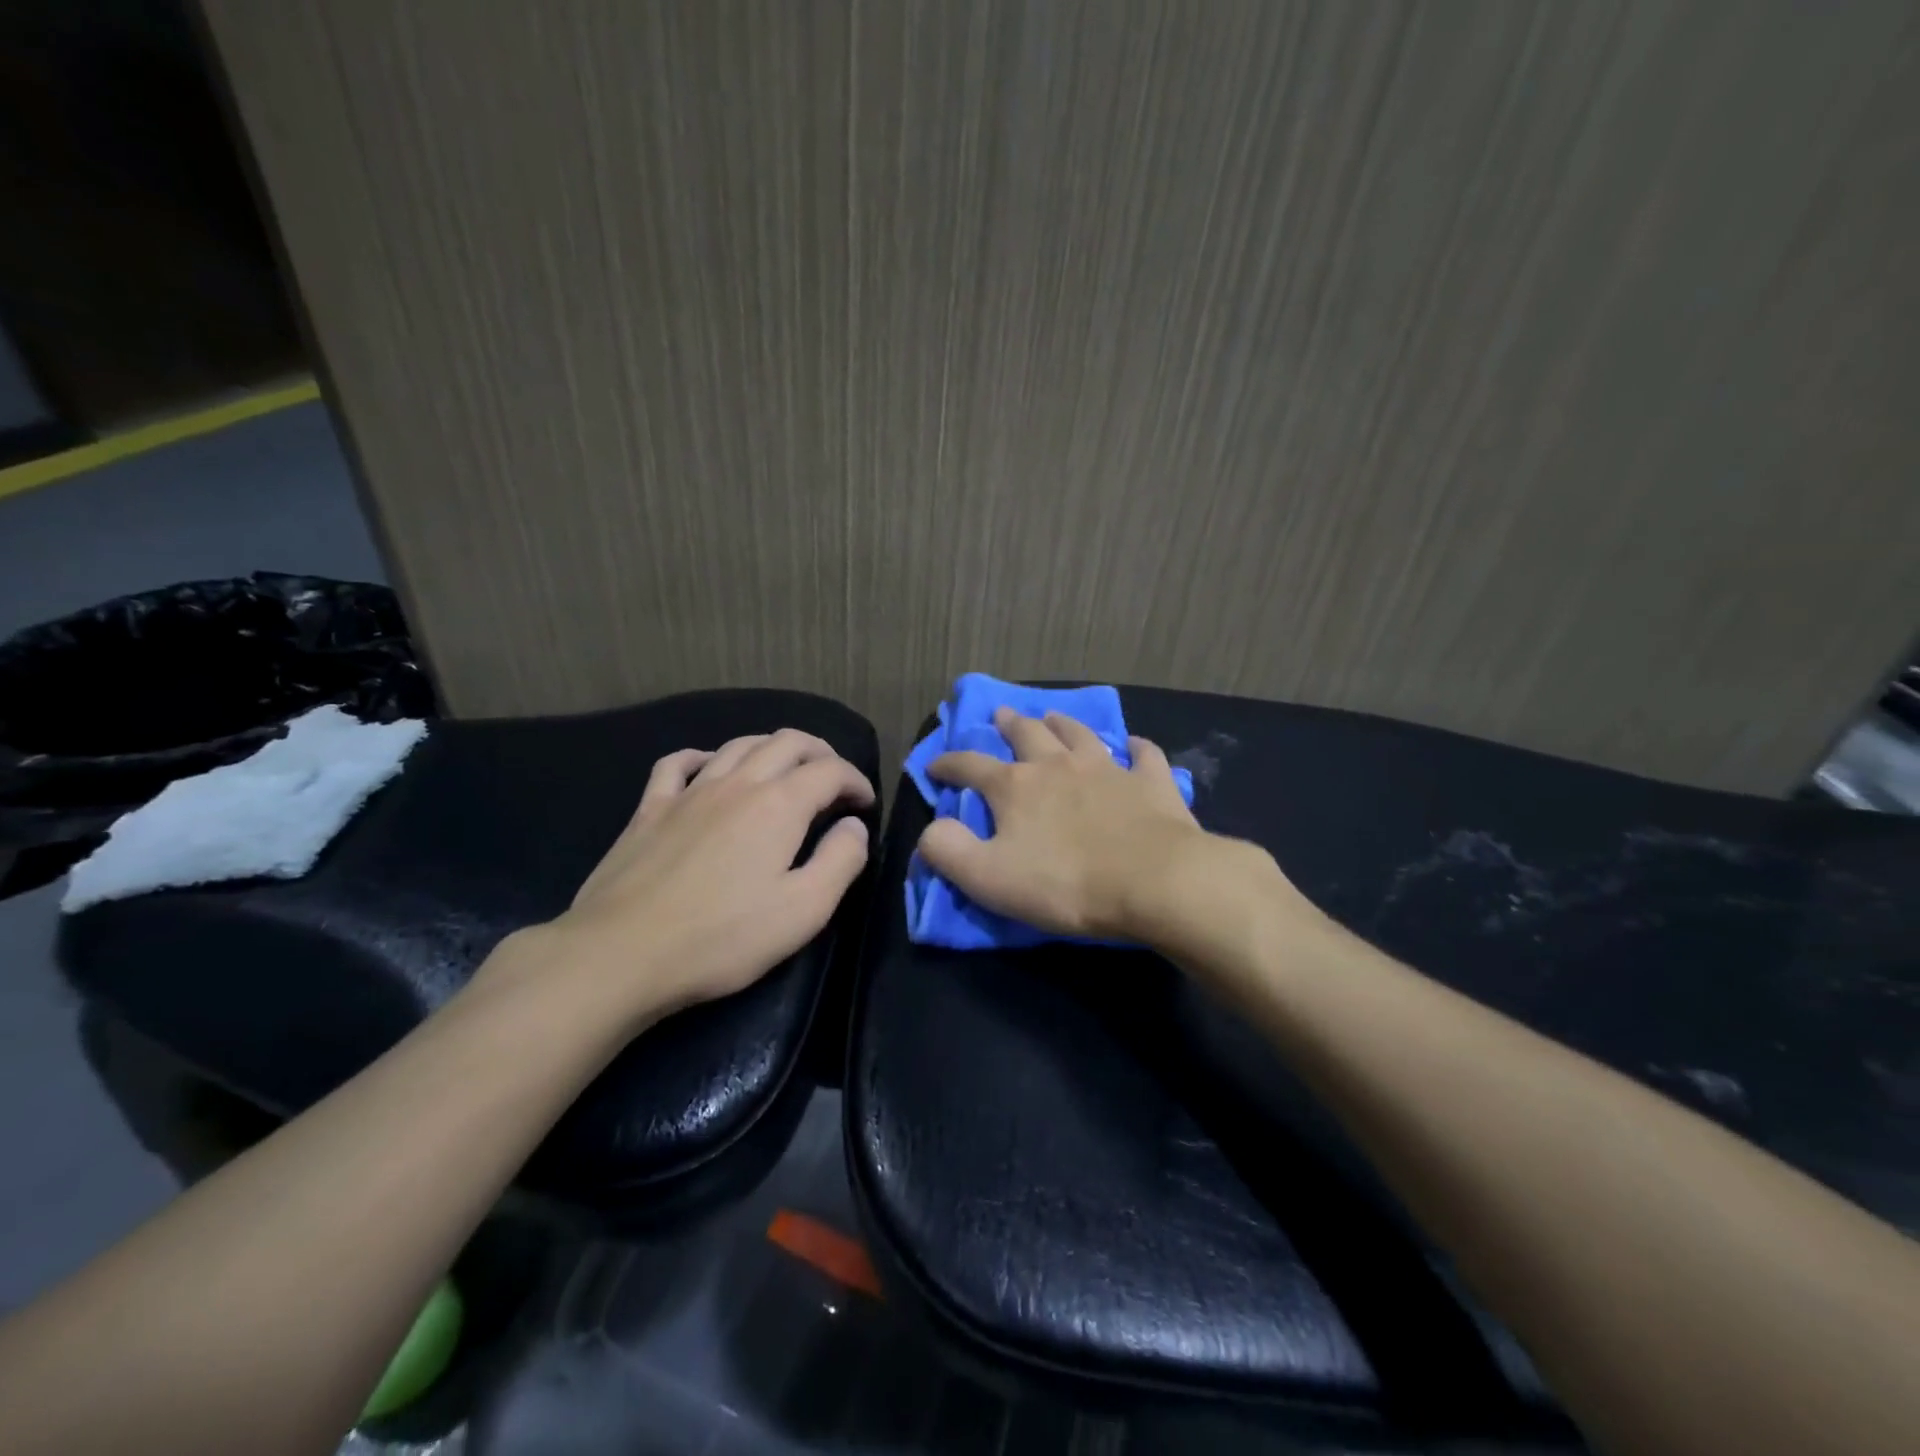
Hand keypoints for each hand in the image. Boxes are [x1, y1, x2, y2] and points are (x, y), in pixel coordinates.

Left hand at [507, 729, 874, 1025]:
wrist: (621, 953)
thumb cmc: (722, 937)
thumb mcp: (804, 910)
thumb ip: (841, 860)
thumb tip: (854, 826)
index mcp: (779, 805)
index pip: (830, 771)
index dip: (856, 781)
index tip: (866, 803)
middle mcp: (737, 783)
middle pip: (787, 742)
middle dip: (820, 752)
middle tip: (835, 778)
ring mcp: (689, 792)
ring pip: (739, 745)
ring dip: (772, 748)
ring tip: (786, 769)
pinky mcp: (650, 809)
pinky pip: (678, 764)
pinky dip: (704, 757)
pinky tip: (709, 768)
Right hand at [918, 707, 1221, 940]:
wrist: (1153, 881)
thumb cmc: (1064, 883)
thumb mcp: (987, 877)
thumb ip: (948, 851)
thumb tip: (931, 829)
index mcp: (1015, 786)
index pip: (970, 766)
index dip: (948, 765)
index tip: (934, 765)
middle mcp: (1058, 766)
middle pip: (1028, 734)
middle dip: (1009, 724)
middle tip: (1001, 714)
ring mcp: (1107, 769)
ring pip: (1080, 734)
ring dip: (1063, 723)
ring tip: (1053, 716)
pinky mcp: (1150, 782)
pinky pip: (1144, 755)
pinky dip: (1137, 748)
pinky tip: (1135, 747)